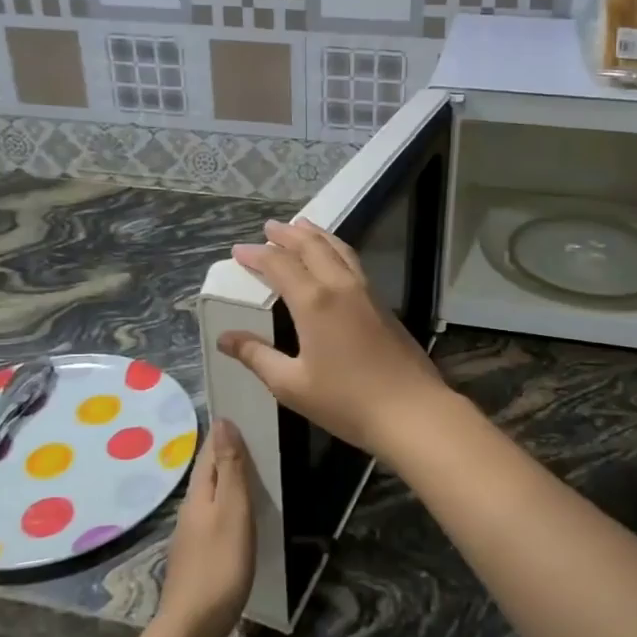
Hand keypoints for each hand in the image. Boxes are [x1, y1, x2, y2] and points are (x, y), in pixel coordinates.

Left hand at [156, 419, 254, 636]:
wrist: (193, 628)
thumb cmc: (220, 564)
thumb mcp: (233, 511)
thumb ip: (229, 469)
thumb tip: (222, 422)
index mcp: (198, 495)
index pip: (209, 452)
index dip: (222, 433)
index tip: (237, 413)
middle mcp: (189, 510)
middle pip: (207, 473)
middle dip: (223, 453)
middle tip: (249, 436)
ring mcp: (190, 536)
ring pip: (208, 496)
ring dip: (224, 480)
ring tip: (247, 470)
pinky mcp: (196, 559)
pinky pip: (212, 518)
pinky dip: (224, 505)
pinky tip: (236, 515)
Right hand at [218, 219, 458, 464]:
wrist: (411, 411)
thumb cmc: (346, 401)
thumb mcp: (291, 384)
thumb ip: (257, 356)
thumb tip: (225, 338)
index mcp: (314, 301)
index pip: (279, 264)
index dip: (256, 255)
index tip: (238, 250)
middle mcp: (340, 286)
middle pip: (312, 246)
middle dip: (288, 234)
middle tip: (269, 227)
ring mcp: (366, 292)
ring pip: (338, 248)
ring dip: (316, 234)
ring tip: (301, 225)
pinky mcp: (382, 303)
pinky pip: (353, 262)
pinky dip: (335, 249)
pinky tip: (333, 258)